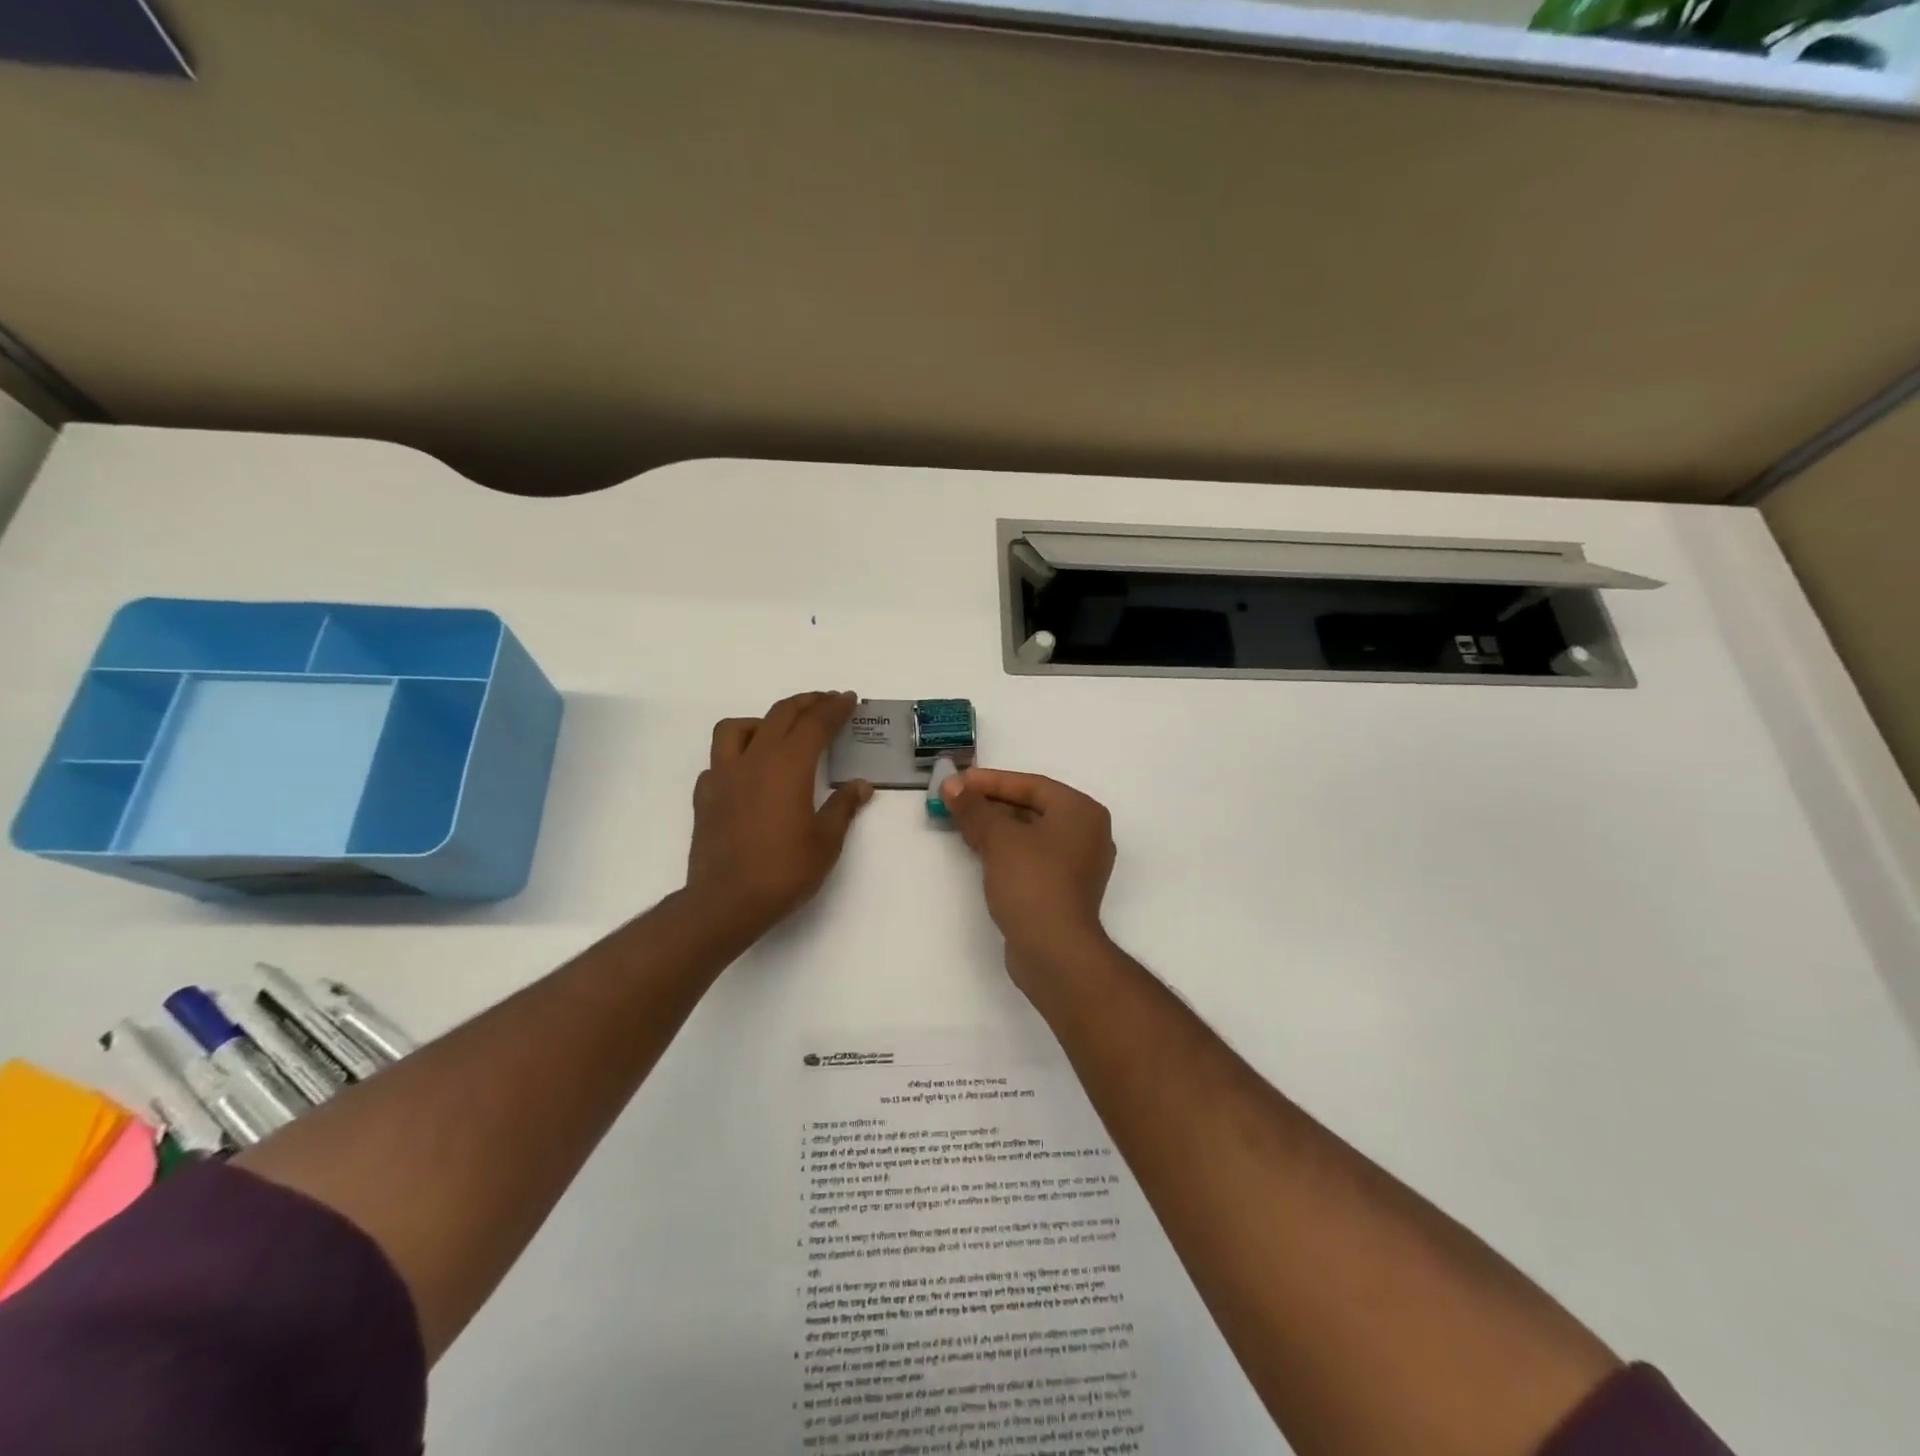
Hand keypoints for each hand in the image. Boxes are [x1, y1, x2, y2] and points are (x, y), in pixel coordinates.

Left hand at [685, 691, 872, 935]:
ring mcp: (723, 776)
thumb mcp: (826, 841)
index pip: (815, 724)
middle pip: (780, 715)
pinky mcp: (705, 796)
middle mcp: (754, 760)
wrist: (726, 902)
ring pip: (737, 728)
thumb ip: (843, 807)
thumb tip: (860, 786)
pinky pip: (719, 761)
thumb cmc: (784, 870)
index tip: (848, 698)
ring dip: (763, 721)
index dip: (834, 708)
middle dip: (806, 703)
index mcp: (788, 766)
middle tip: (826, 701)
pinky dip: (737, 756)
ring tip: (779, 733)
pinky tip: (748, 774)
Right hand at [939, 769, 1116, 986]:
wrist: (1055, 951)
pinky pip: (1031, 856)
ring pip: (1030, 833)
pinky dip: (1006, 849)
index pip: (1031, 785)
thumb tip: (951, 786)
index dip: (990, 781)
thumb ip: (974, 808)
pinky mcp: (1064, 889)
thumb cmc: (1033, 882)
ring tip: (960, 822)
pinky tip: (978, 849)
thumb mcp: (999, 839)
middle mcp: (1086, 833)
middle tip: (954, 801)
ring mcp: (1077, 864)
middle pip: (1031, 807)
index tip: (957, 782)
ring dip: (995, 827)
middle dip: (990, 804)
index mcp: (1081, 811)